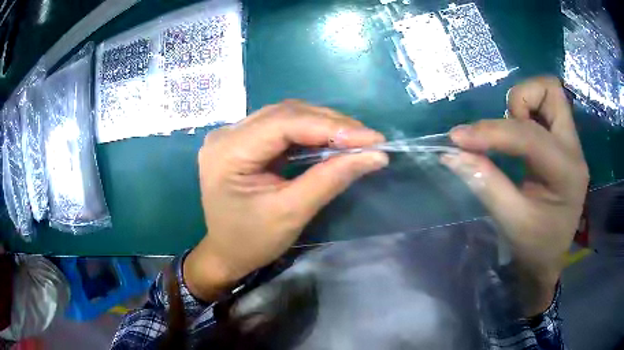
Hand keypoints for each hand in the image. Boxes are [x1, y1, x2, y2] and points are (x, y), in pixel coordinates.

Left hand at [184, 101, 387, 300]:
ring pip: (286, 116)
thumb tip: (374, 155)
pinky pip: (282, 127)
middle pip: (286, 114)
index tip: (373, 139)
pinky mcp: (243, 141)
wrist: (225, 253)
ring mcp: (233, 135)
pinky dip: (310, 132)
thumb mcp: (291, 213)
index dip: (332, 127)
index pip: (285, 123)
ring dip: (323, 125)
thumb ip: (331, 179)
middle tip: (368, 139)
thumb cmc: (251, 241)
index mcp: (228, 151)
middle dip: (331, 124)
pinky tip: (331, 141)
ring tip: (356, 139)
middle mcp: (227, 133)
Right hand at [442, 77, 588, 314]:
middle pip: (551, 91)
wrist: (552, 257)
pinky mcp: (564, 143)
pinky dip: (526, 112)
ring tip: (510, 135)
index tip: (458, 138)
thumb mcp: (510, 221)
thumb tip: (453, 153)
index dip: (491, 132)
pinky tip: (517, 137)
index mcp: (566, 173)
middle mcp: (574, 149)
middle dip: (520, 101)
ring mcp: (571, 143)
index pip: (529, 136)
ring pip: (549, 94)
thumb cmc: (535, 247)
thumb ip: (485, 182)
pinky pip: (545, 107)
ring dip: (523, 104)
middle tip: (503, 130)